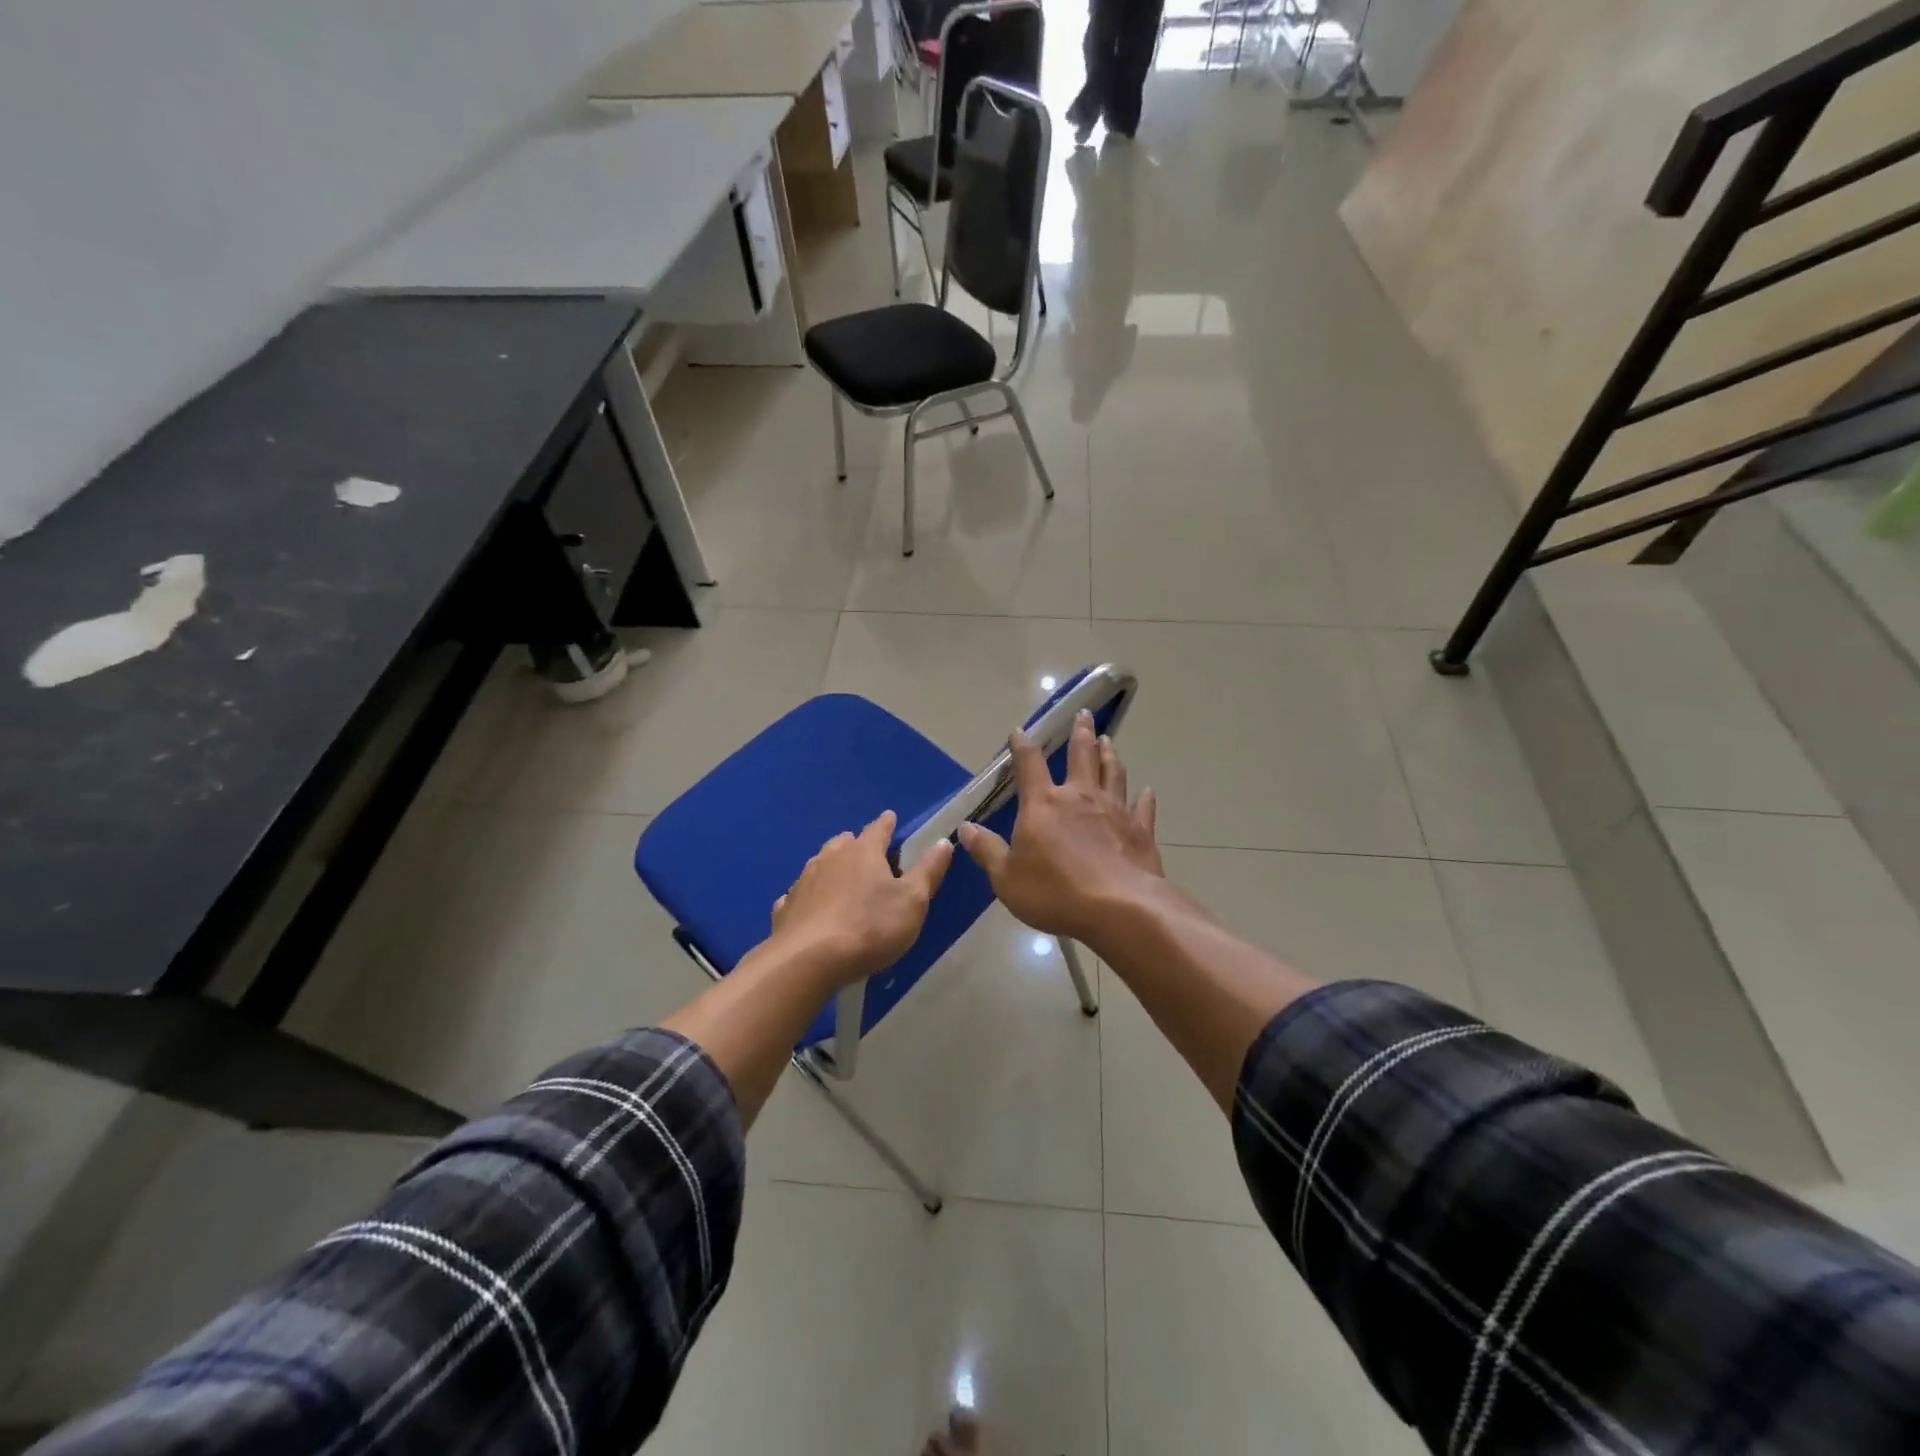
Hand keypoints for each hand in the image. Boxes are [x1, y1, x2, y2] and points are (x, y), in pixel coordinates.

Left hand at [770, 810, 953, 984]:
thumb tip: (944, 841)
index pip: (878, 829)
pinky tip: (812, 909)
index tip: (891, 818)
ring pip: (820, 865)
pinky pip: (800, 895)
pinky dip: (809, 897)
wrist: (808, 961)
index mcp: (863, 852)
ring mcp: (803, 882)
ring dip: (832, 869)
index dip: (887, 823)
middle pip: (845, 843)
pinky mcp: (785, 908)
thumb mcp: (912, 901)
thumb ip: (928, 871)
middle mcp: (830, 858)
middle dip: (857, 845)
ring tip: (842, 880)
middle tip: (868, 855)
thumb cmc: (869, 927)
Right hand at [959, 710, 1163, 943]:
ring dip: (1109, 755)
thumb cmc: (1055, 892)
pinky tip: (1147, 790)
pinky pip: (1142, 807)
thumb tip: (966, 828)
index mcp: (1044, 803)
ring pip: (1113, 772)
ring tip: (1108, 740)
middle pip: (1081, 755)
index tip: (1019, 732)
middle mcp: (1080, 796)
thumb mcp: (1006, 877)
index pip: (1030, 764)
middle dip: (1080, 733)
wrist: (1118, 908)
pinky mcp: (1140, 829)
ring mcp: (1114, 810)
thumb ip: (987, 850)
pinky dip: (1144, 797)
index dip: (1022, 746)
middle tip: (1084, 714)